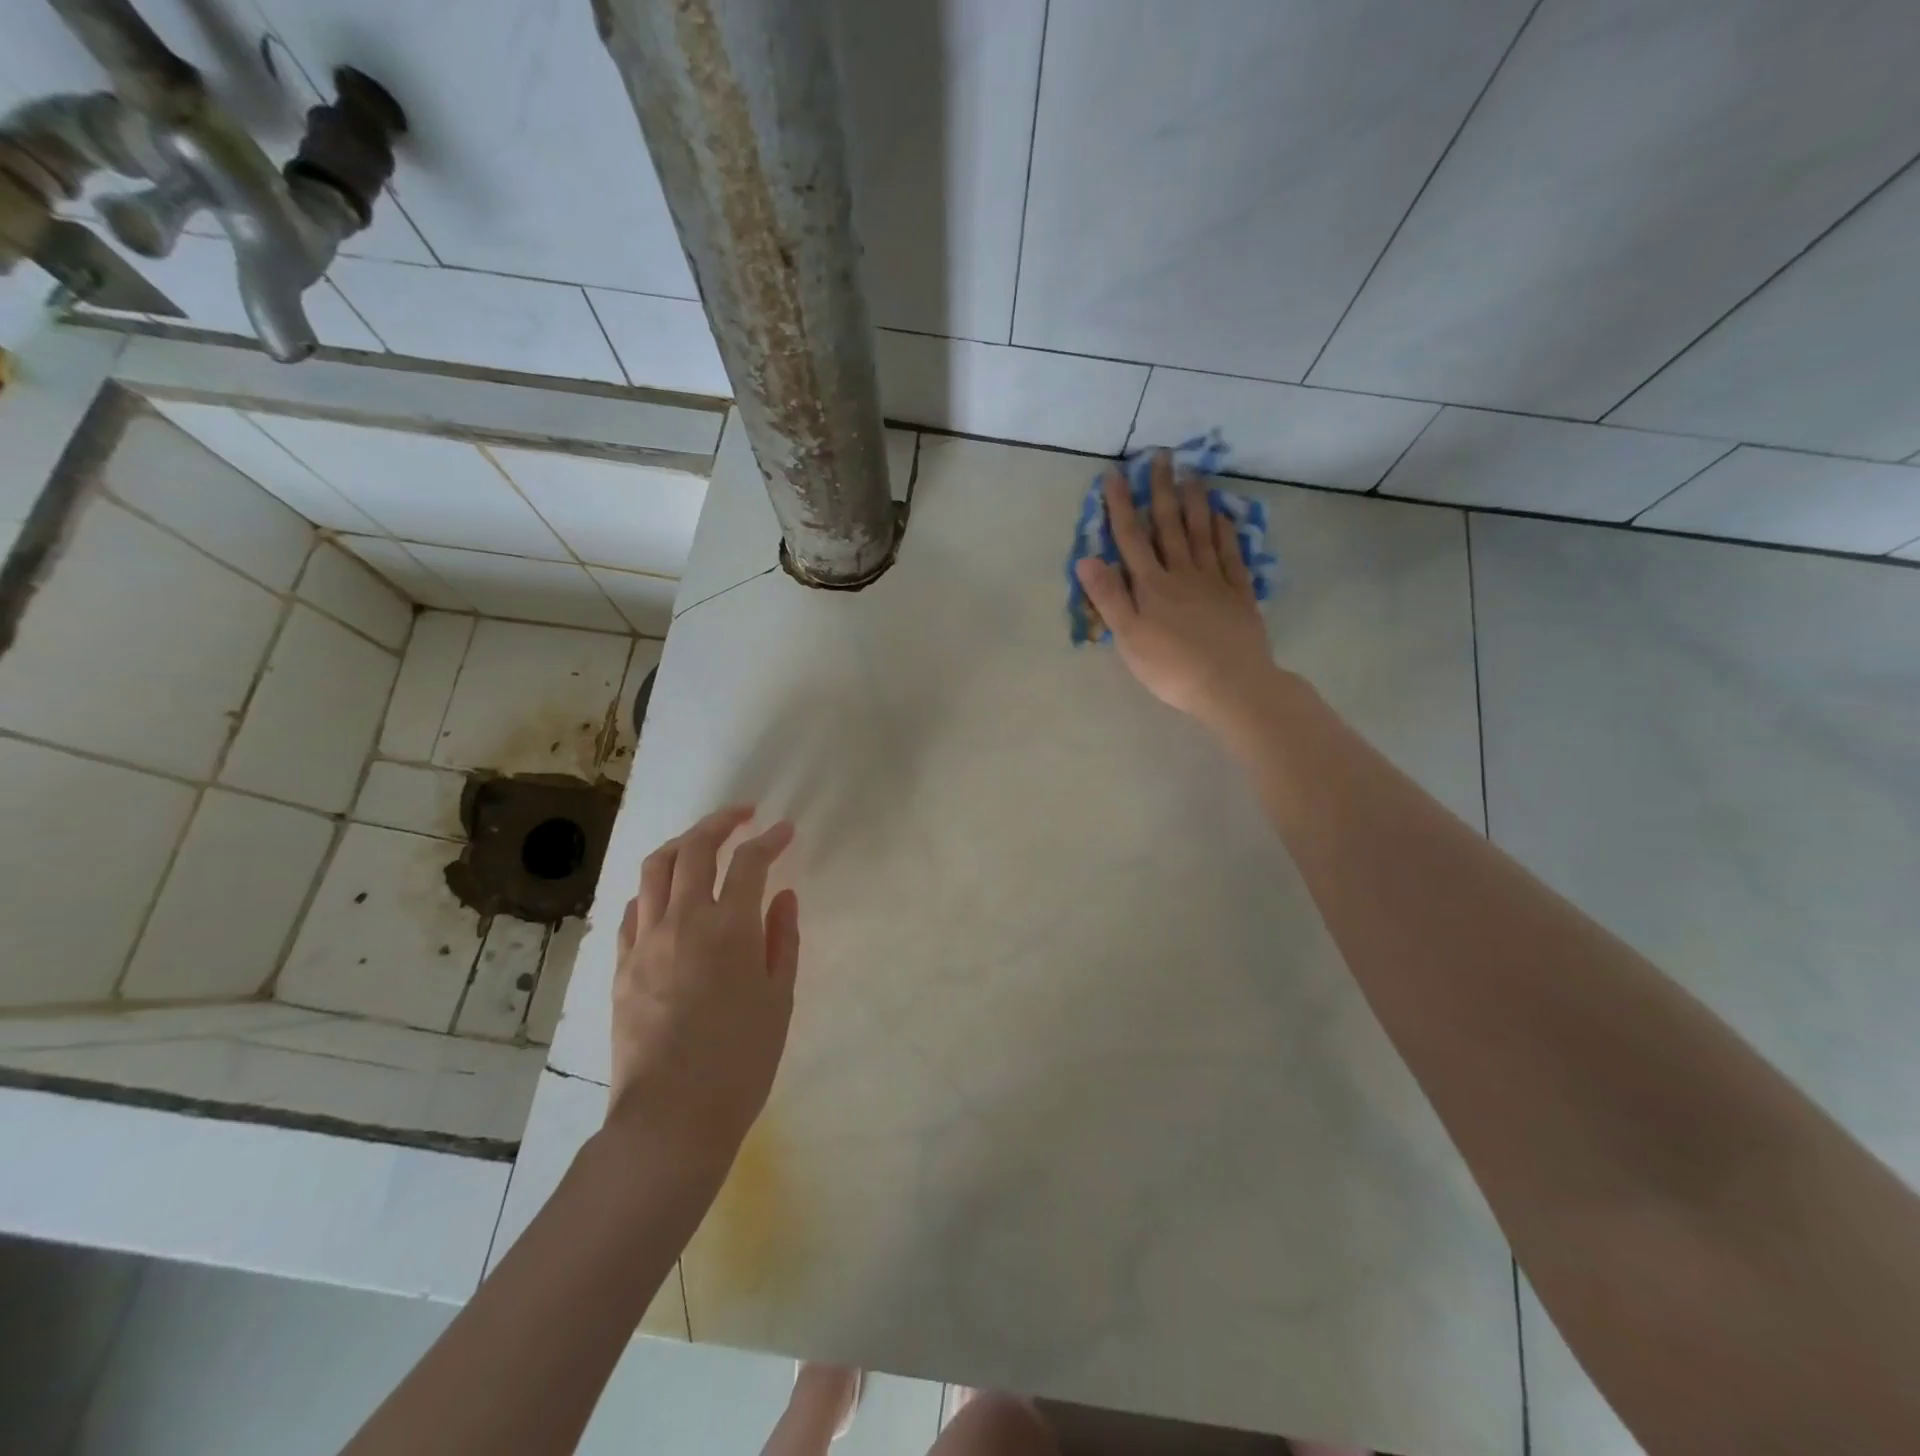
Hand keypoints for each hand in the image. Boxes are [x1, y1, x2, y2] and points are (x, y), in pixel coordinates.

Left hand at [606, 805, 799, 1172]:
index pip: (750, 862)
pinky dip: (654, 888)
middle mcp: (683, 921)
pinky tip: (668, 896)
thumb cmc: (741, 1060)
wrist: (672, 1118)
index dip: (770, 840)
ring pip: (655, 868)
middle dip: (721, 822)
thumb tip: (782, 895)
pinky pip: (633, 908)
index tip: (785, 831)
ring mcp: (644, 941)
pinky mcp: (620, 965)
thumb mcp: (779, 998)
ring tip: (702, 842)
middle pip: (695, 848)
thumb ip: (783, 939)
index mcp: (729, 928)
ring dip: (682, 844)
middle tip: (743, 816)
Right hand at [1074, 450, 1277, 731]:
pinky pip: (1230, 554)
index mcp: (1151, 586)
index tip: (1115, 474)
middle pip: (1169, 526)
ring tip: (1192, 473)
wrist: (1231, 685)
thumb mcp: (1129, 638)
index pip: (1131, 538)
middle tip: (1161, 455)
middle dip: (1161, 490)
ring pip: (1201, 533)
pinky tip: (1223, 515)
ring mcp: (1214, 581)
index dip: (1121, 506)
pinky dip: (1225, 532)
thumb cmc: (1171, 668)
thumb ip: (1109, 597)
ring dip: (1195, 502)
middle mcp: (1181, 574)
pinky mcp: (1239, 594)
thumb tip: (1086, 557)